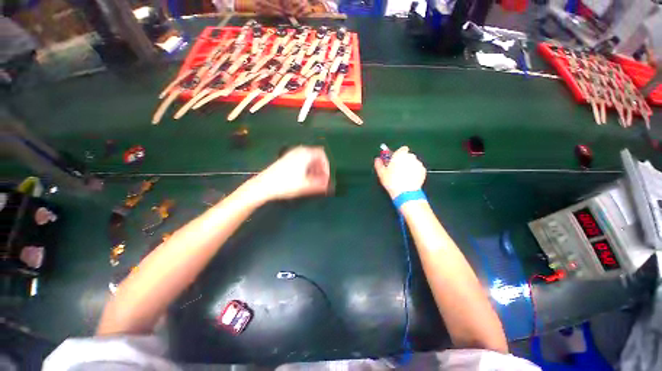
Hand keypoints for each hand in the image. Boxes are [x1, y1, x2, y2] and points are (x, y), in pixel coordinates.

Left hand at [249, 146, 329, 201]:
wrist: (263, 185)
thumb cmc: (285, 184)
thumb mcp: (305, 185)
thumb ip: (320, 185)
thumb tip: (330, 186)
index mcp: (305, 154)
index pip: (322, 155)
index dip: (327, 166)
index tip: (326, 177)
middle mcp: (299, 151)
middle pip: (316, 156)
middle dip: (321, 168)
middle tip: (321, 180)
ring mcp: (291, 154)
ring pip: (308, 159)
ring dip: (314, 169)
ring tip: (313, 181)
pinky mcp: (286, 159)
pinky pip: (301, 160)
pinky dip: (306, 168)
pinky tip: (304, 178)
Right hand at [374, 146, 425, 198]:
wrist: (405, 193)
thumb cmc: (392, 181)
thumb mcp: (381, 173)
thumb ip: (379, 164)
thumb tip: (377, 159)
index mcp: (400, 155)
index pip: (402, 149)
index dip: (398, 154)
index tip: (394, 160)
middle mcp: (411, 156)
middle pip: (407, 156)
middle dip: (403, 161)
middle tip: (397, 170)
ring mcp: (418, 163)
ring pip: (413, 162)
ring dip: (409, 166)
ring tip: (403, 176)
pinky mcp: (423, 171)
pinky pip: (418, 169)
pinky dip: (414, 172)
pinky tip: (409, 179)